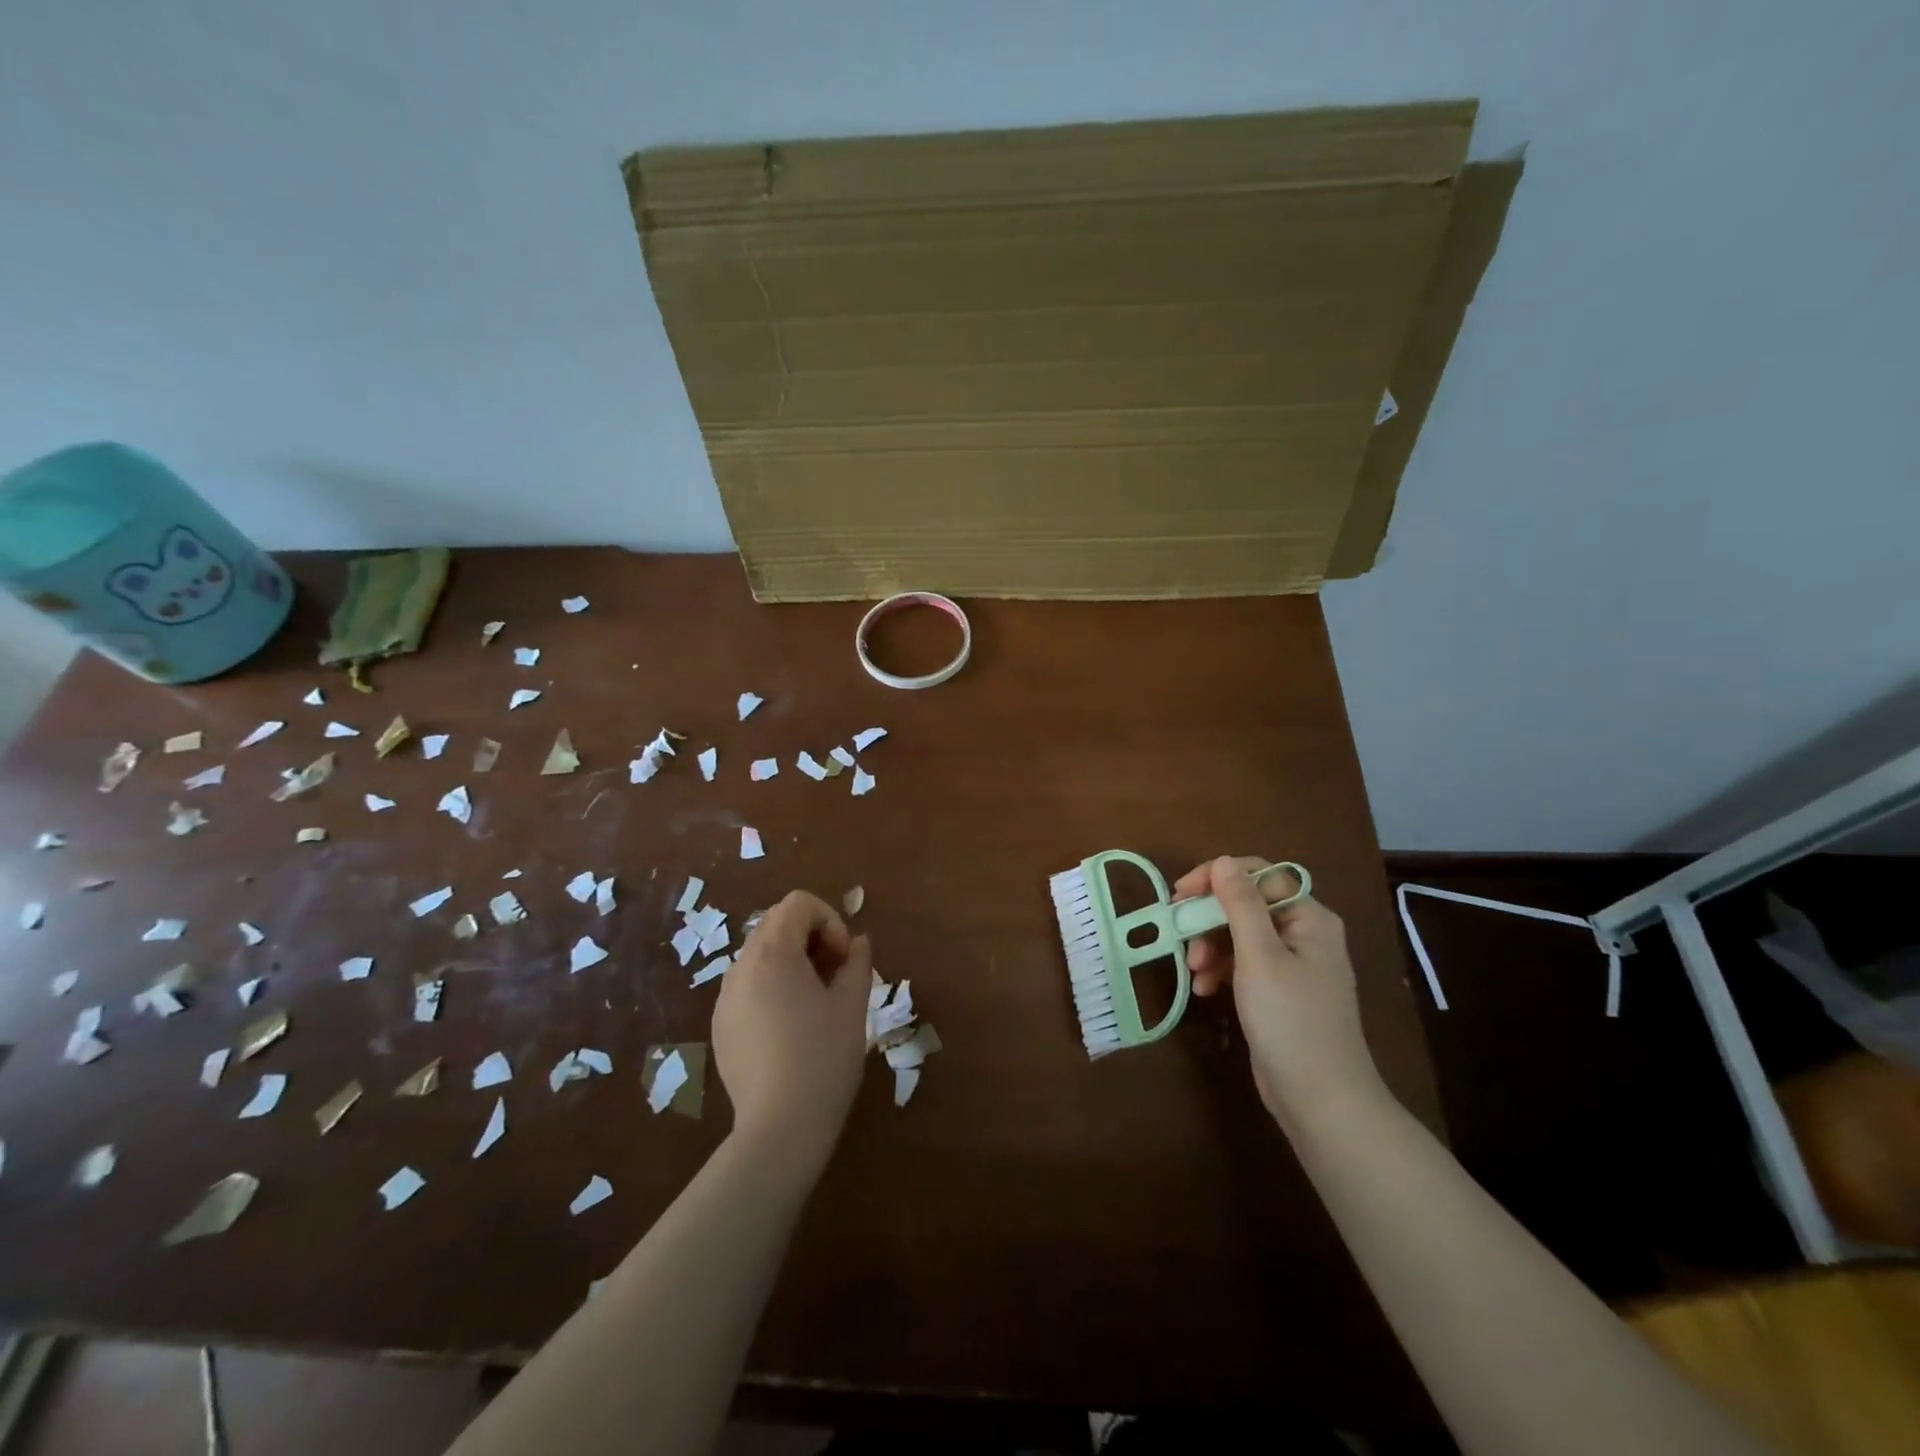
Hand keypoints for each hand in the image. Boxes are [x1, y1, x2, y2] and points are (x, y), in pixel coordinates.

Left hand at [712, 891, 871, 1176]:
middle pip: (776, 924)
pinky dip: (772, 988)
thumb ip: (857, 962)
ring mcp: (725, 998)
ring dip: (792, 962)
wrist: (780, 1128)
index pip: (798, 903)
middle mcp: (741, 967)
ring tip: (815, 1003)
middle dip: (811, 938)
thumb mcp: (852, 1005)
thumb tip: (858, 943)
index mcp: (773, 953)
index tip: (844, 959)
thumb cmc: (823, 1057)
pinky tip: (790, 1029)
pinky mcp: (720, 1026)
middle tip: (835, 977)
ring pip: (760, 956)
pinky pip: (748, 987)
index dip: (829, 920)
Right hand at [1175, 856, 1380, 1122]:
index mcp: (1309, 918)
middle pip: (1246, 904)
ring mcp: (1292, 964)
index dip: (1217, 877)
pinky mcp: (1279, 992)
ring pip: (1239, 935)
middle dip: (1209, 918)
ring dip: (1210, 946)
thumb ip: (1240, 905)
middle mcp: (1304, 933)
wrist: (1321, 1099)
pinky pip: (1243, 964)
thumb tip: (1223, 861)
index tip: (1180, 894)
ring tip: (1194, 971)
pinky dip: (1220, 970)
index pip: (1259, 875)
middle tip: (1178, 933)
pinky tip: (1204, 989)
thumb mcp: (1259, 957)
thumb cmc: (1291, 1020)